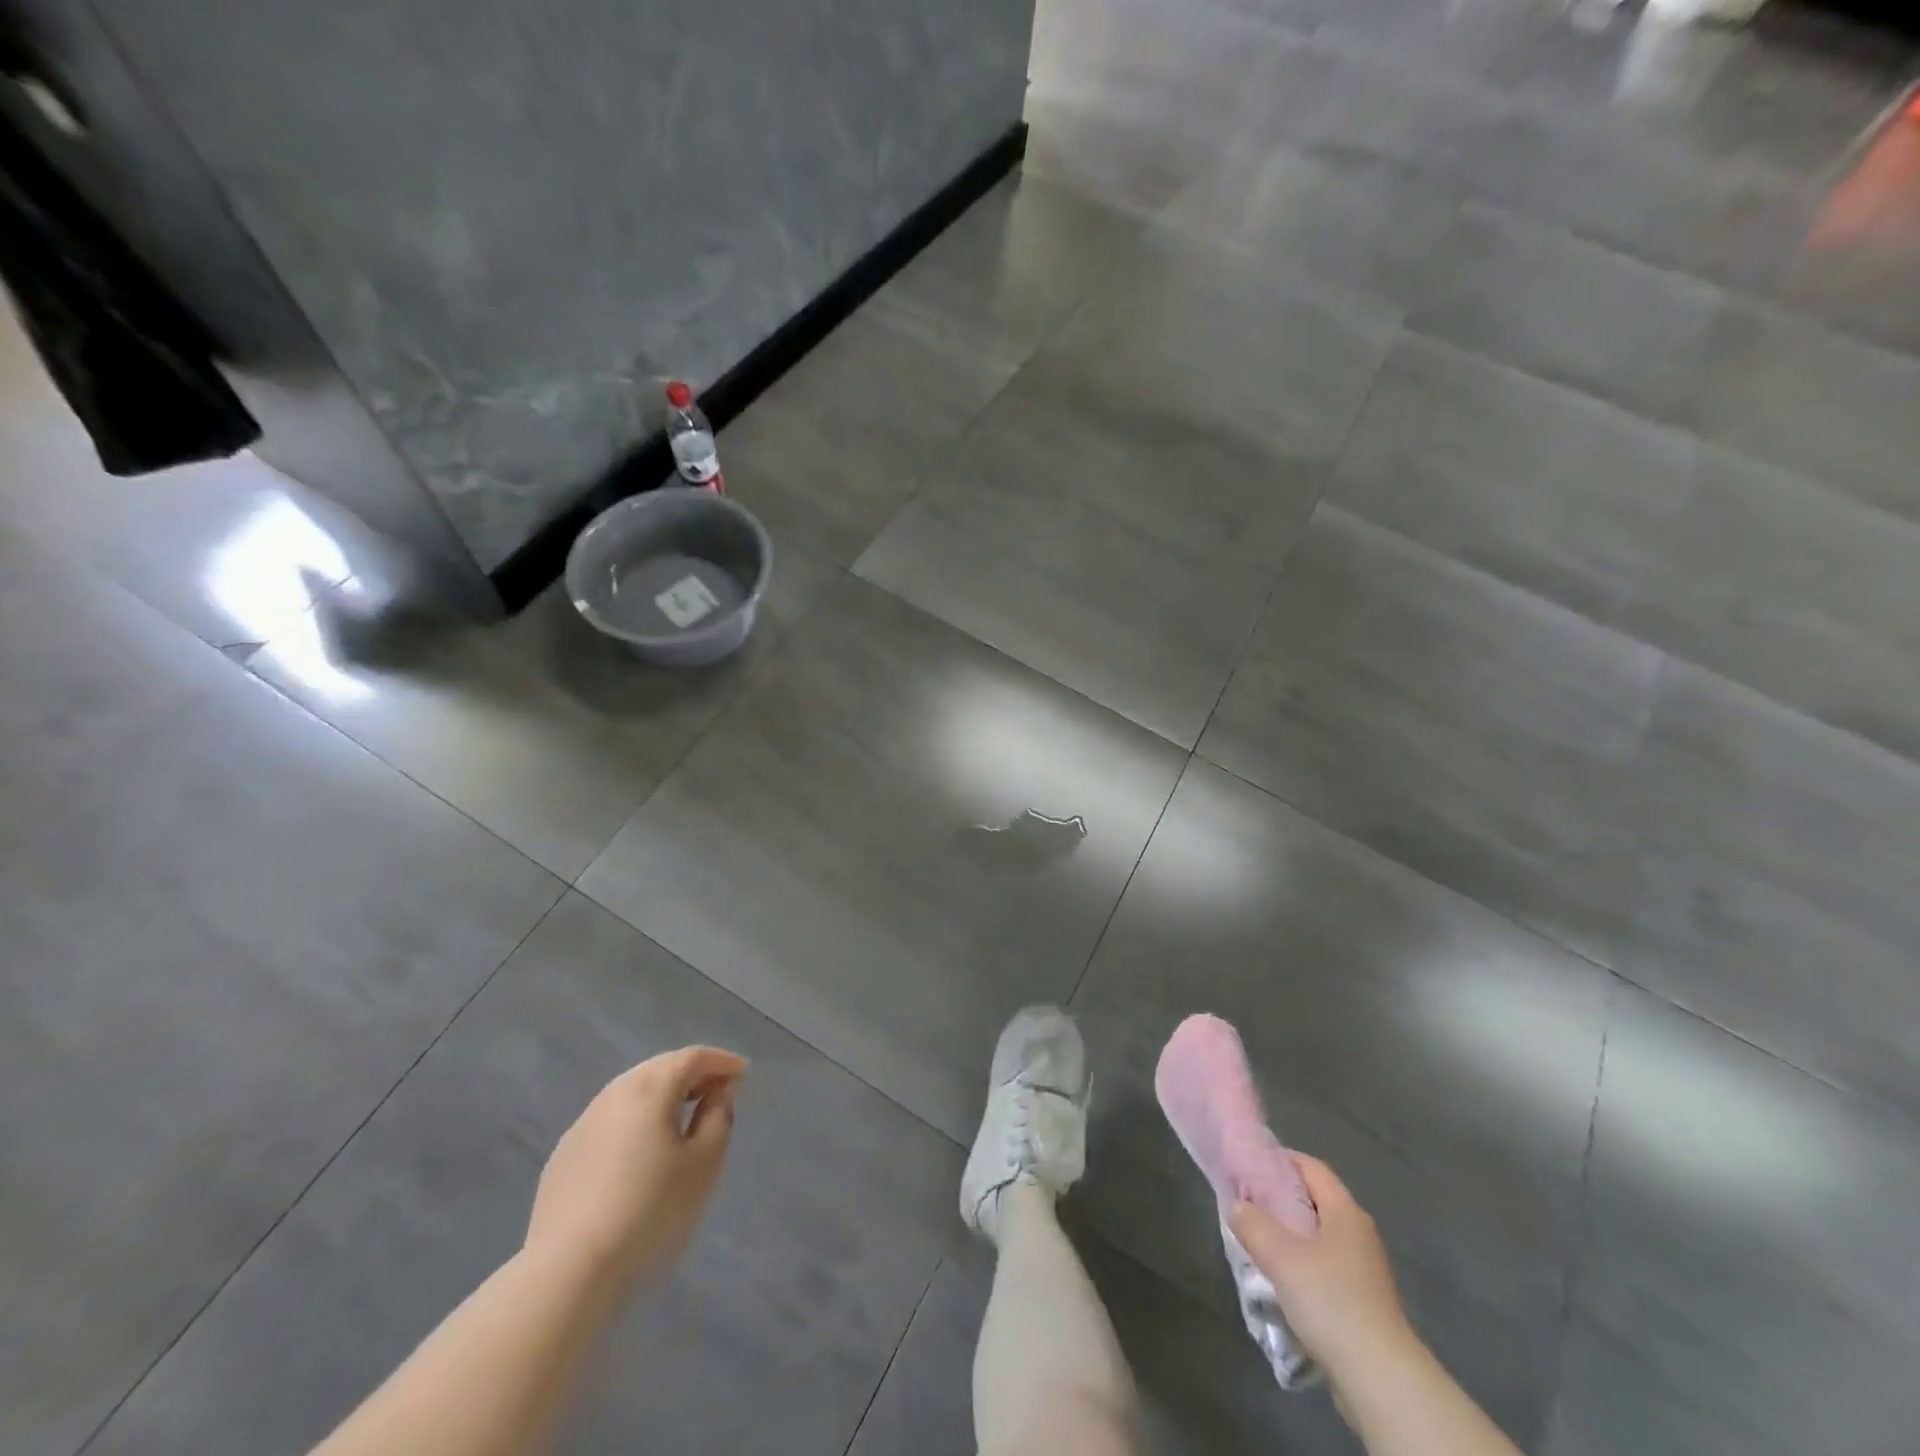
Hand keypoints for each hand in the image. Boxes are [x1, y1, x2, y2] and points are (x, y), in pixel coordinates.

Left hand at [524, 1046, 747, 1294]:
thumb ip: (718, 1119)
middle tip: (717, 1090)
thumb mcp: (704, 1165)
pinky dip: (635, 1120)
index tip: (742, 1074)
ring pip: (631, 1092)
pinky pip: (610, 1121)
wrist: (566, 1275)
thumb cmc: (649, 1213)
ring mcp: (582, 1125)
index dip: (721, 1061)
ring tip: (683, 1116)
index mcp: (649, 1089)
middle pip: (659, 1068)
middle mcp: (613, 1095)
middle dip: (692, 1073)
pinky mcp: (563, 1157)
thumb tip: (717, 1094)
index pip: (692, 1057)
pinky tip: (641, 1150)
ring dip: (662, 1095)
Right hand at [1231, 1155, 1412, 1379]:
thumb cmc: (1330, 1301)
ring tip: (1257, 1243)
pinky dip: (1301, 1266)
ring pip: (1318, 1237)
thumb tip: (1238, 1206)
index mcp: (1345, 1212)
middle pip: (1314, 1201)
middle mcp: (1359, 1234)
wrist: (1380, 1380)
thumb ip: (1253, 1223)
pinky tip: (1281, 1282)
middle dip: (1280, 1200)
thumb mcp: (1280, 1256)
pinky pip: (1324, 1268)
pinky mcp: (1363, 1302)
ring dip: (1288, 1237)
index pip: (1311, 1166)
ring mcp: (1364, 1270)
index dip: (1280, 1160)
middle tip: (1247, 1204)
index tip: (1249, 1166)